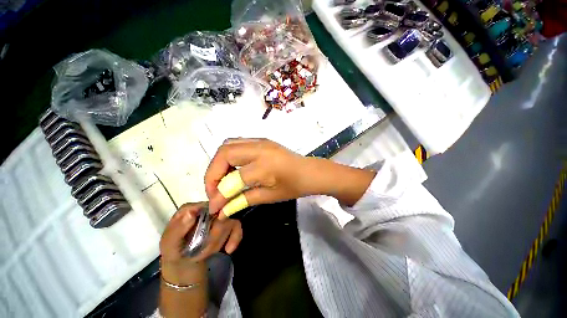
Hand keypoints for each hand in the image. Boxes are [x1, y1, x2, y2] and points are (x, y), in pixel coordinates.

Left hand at [160, 203, 242, 284]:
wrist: (183, 268)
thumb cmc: (174, 254)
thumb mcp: (169, 245)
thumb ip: (178, 229)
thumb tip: (192, 212)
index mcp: (191, 208)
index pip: (208, 204)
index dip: (212, 217)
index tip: (207, 234)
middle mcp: (207, 209)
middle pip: (222, 212)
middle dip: (215, 235)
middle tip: (203, 251)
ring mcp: (218, 216)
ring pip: (230, 220)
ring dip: (220, 240)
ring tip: (208, 253)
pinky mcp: (227, 225)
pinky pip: (237, 226)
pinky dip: (235, 238)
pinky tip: (228, 249)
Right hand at [205, 139, 314, 215]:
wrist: (309, 172)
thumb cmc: (294, 186)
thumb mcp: (269, 197)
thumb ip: (242, 200)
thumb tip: (221, 210)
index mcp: (265, 166)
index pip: (232, 179)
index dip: (219, 194)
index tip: (214, 207)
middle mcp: (259, 149)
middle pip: (224, 154)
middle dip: (212, 173)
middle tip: (214, 190)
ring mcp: (260, 141)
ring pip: (228, 145)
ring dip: (219, 162)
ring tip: (221, 179)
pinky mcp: (261, 140)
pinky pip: (237, 143)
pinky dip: (228, 156)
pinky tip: (232, 168)